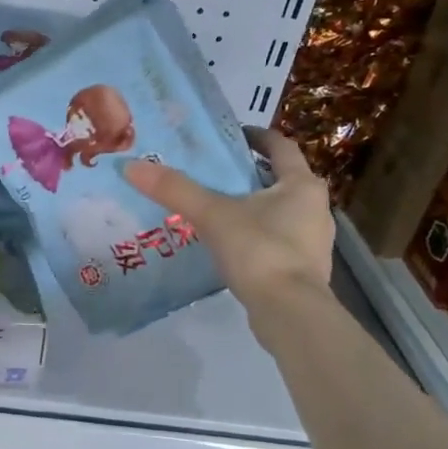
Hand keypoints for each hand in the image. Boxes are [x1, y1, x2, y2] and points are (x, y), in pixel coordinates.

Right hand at [123, 127, 334, 321]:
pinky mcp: (304, 268)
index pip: (281, 147)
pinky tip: (231, 245)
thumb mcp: (212, 215)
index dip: (256, 137)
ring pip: (281, 211)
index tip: (232, 136)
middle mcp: (315, 207)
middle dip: (250, 174)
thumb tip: (132, 165)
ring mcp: (313, 241)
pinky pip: (278, 240)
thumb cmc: (259, 251)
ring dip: (254, 206)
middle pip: (281, 179)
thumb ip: (175, 190)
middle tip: (215, 174)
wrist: (289, 312)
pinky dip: (257, 235)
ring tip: (218, 209)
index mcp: (301, 184)